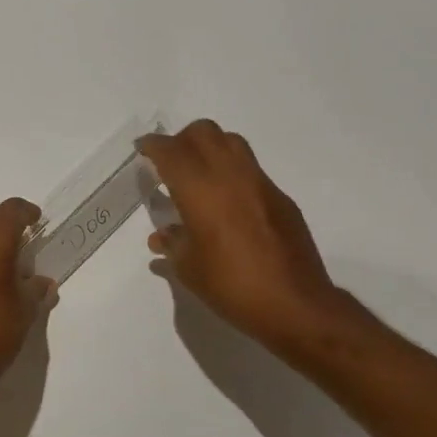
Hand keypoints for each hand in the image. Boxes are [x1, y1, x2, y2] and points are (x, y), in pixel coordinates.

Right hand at [138, 120, 368, 351]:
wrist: (294, 303)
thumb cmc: (231, 285)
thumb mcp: (189, 268)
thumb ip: (173, 244)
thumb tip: (162, 236)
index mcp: (200, 189)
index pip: (171, 151)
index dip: (153, 145)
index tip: (142, 149)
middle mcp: (230, 175)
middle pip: (203, 133)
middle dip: (182, 140)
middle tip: (170, 162)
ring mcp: (259, 183)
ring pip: (231, 142)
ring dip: (210, 149)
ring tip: (199, 175)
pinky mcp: (280, 198)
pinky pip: (250, 170)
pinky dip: (232, 173)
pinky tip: (227, 204)